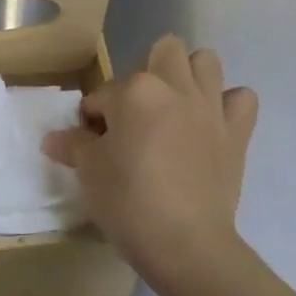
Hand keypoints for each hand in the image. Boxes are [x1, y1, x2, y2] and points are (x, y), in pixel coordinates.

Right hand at [43, 36, 256, 283]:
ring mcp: (210, 106)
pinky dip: (229, 105)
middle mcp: (175, 86)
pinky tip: (213, 123)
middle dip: (148, 71)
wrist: (186, 245)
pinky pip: (242, 99)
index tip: (92, 145)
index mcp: (134, 90)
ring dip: (191, 75)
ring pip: (206, 60)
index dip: (93, 119)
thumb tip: (53, 138)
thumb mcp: (89, 173)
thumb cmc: (129, 202)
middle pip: (164, 50)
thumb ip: (73, 145)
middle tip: (136, 112)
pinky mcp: (236, 132)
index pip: (103, 94)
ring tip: (175, 107)